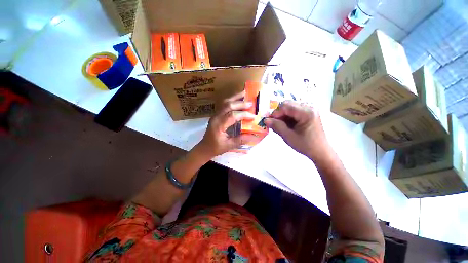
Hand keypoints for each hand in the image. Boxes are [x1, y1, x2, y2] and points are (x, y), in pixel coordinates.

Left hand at [196, 91, 260, 157]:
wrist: (205, 148)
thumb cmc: (216, 148)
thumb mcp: (229, 145)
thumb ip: (241, 140)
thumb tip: (255, 135)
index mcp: (218, 125)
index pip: (232, 116)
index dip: (243, 114)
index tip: (253, 116)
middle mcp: (216, 117)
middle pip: (228, 106)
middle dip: (240, 103)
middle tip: (251, 103)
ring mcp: (215, 115)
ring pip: (225, 102)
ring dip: (235, 97)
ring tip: (244, 93)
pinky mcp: (216, 114)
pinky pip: (224, 104)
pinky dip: (231, 100)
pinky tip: (237, 99)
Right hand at [264, 101, 331, 161]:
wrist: (321, 152)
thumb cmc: (306, 145)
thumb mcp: (289, 136)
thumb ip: (277, 126)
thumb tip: (265, 120)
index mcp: (306, 112)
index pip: (285, 106)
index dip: (275, 113)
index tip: (270, 122)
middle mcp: (309, 108)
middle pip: (288, 104)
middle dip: (279, 114)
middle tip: (275, 124)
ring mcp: (309, 110)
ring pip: (290, 108)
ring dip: (283, 116)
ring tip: (281, 126)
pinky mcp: (309, 114)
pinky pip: (294, 112)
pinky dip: (288, 117)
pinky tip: (287, 126)